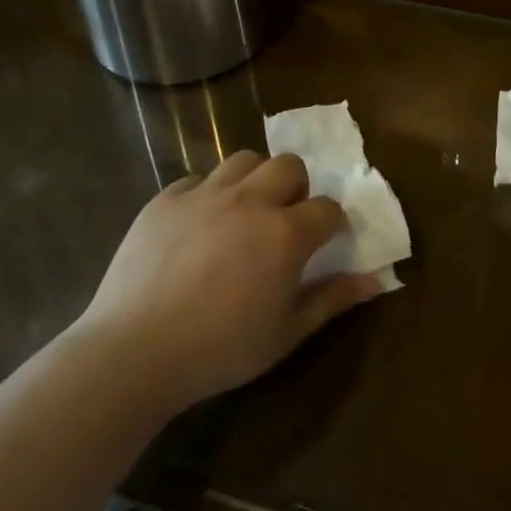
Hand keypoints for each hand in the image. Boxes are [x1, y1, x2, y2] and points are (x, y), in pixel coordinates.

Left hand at [79, 152, 383, 413]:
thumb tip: (376, 280)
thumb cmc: (220, 349)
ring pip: (244, 160)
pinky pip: (198, 179)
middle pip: (289, 166)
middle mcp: (250, 200)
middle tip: (283, 220)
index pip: (328, 208)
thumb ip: (332, 299)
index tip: (325, 241)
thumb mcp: (286, 333)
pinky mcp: (166, 198)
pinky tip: (199, 225)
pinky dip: (208, 194)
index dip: (332, 223)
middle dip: (296, 187)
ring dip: (254, 180)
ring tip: (244, 212)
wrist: (134, 350)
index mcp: (285, 233)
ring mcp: (204, 194)